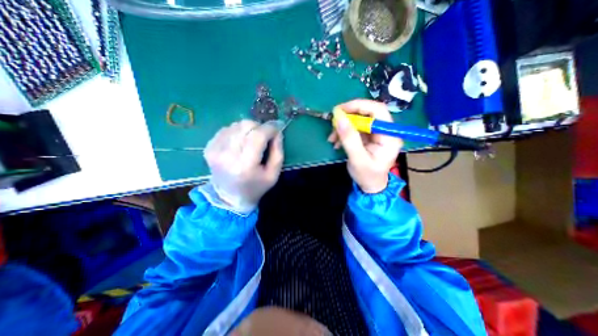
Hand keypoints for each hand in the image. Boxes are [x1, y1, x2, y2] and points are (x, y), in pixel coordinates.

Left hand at [204, 119, 282, 212]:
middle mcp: (227, 155)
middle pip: (246, 126)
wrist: (229, 197)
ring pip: (237, 125)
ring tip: (252, 140)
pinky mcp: (209, 147)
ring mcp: (215, 150)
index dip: (270, 127)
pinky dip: (237, 132)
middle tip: (265, 136)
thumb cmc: (255, 187)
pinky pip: (227, 129)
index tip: (278, 126)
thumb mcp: (273, 174)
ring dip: (249, 129)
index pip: (258, 135)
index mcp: (245, 165)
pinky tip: (241, 143)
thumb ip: (278, 152)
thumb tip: (277, 132)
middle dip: (260, 127)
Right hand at [329, 100, 403, 192]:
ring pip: (358, 120)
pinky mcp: (368, 137)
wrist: (370, 186)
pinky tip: (336, 142)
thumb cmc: (367, 176)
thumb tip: (339, 118)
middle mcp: (384, 131)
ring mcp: (376, 133)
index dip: (359, 106)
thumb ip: (350, 139)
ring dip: (343, 127)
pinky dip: (343, 132)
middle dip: (348, 117)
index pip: (378, 111)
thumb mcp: (358, 159)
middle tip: (333, 123)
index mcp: (389, 136)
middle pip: (367, 113)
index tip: (340, 110)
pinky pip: (354, 128)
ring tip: (332, 138)